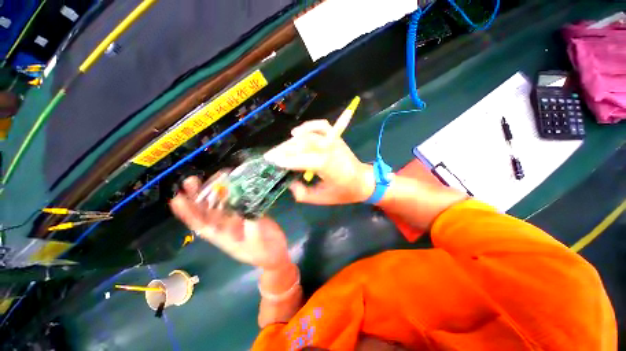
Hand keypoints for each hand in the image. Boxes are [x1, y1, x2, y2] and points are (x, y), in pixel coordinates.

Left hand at [169, 176, 289, 269]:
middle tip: (191, 180)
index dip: (188, 213)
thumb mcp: (257, 240)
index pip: (201, 224)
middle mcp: (225, 225)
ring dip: (215, 190)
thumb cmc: (264, 252)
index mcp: (222, 236)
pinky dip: (236, 191)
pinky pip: (239, 200)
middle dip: (198, 196)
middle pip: (208, 210)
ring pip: (222, 203)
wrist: (275, 254)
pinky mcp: (248, 212)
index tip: (177, 199)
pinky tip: (234, 181)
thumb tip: (245, 206)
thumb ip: (251, 223)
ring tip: (214, 177)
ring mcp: (236, 217)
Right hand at [264, 119, 374, 204]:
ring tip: (281, 149)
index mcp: (327, 166)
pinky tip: (297, 132)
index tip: (271, 161)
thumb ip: (302, 193)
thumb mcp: (321, 199)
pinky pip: (321, 125)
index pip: (300, 159)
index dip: (284, 160)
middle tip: (270, 155)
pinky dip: (308, 126)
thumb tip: (289, 183)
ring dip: (291, 141)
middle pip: (301, 145)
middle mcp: (329, 149)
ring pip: (307, 136)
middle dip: (283, 150)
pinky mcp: (336, 137)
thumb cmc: (344, 192)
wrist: (363, 181)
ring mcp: (334, 141)